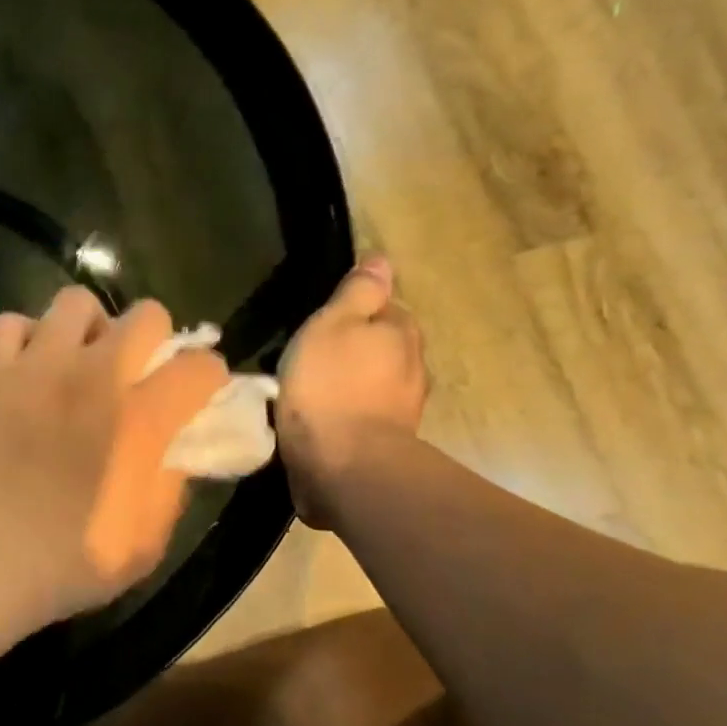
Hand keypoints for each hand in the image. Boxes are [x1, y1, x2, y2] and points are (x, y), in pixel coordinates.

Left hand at [0, 287, 228, 639]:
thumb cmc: (66, 564)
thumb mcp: (147, 542)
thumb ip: (171, 484)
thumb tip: (176, 447)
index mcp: (140, 418)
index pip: (200, 367)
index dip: (208, 380)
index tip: (196, 397)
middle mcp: (93, 375)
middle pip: (146, 314)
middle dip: (156, 340)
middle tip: (138, 375)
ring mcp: (35, 367)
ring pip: (75, 302)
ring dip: (90, 328)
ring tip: (79, 363)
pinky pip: (10, 324)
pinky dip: (25, 338)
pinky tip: (27, 370)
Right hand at [276, 256, 427, 527]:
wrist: (343, 465)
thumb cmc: (330, 386)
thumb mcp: (332, 325)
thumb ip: (357, 293)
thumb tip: (382, 260)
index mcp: (400, 332)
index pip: (386, 306)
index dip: (356, 310)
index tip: (323, 321)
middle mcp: (413, 366)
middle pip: (384, 346)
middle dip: (356, 348)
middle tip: (313, 354)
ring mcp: (403, 408)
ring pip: (376, 382)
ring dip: (353, 383)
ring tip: (314, 389)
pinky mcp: (386, 441)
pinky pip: (365, 414)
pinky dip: (348, 412)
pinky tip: (325, 419)